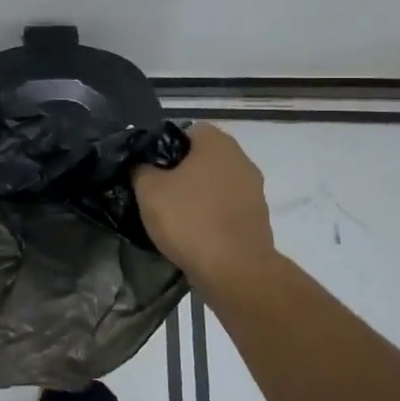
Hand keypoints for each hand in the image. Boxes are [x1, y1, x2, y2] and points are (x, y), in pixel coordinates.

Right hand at [133, 123, 276, 294]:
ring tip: (174, 216)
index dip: (164, 145)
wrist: (235, 270)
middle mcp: (241, 160)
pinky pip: (227, 208)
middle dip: (181, 171)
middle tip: (157, 192)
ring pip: (216, 184)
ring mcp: (254, 190)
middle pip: (203, 158)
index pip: (187, 130)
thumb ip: (140, 169)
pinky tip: (195, 234)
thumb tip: (141, 165)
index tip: (149, 168)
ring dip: (198, 195)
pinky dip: (212, 215)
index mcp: (217, 143)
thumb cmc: (189, 219)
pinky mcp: (258, 219)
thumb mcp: (148, 190)